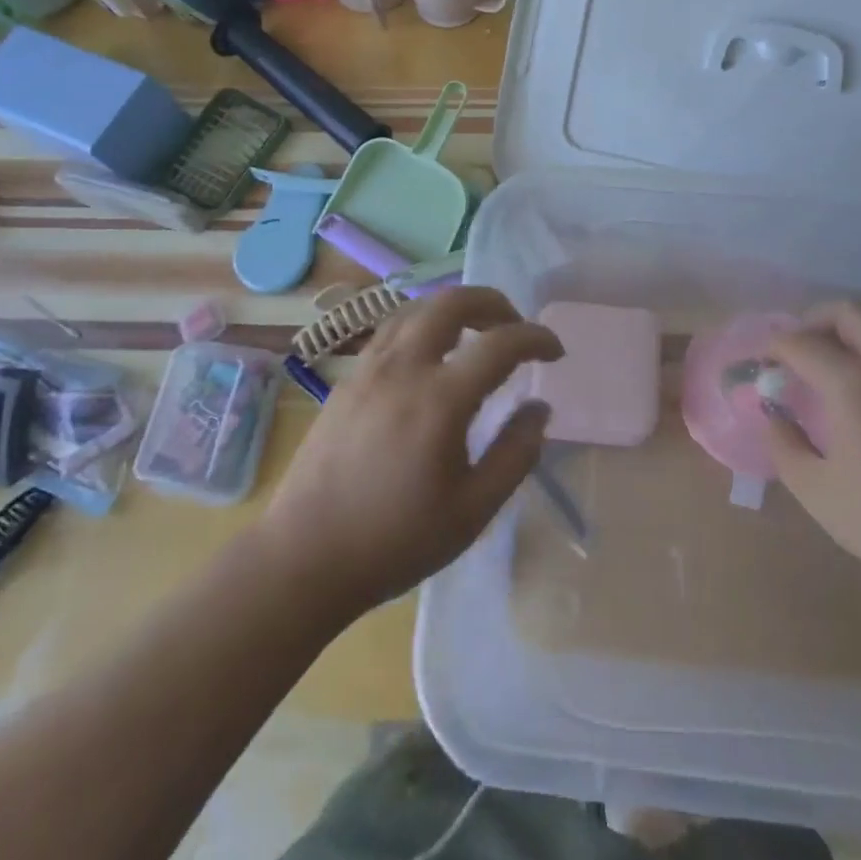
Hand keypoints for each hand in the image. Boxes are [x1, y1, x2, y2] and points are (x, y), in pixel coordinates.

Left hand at [259, 286, 562, 616]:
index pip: (500, 343)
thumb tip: (540, 408)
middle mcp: (404, 367)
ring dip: (456, 308)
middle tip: (515, 328)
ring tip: (477, 333)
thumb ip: (515, 454)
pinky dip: (424, 323)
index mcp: (440, 399)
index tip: (556, 352)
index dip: (536, 338)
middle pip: (453, 302)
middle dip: (494, 303)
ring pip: (418, 308)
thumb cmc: (395, 540)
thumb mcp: (473, 511)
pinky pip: (392, 328)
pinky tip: (431, 353)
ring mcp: (370, 368)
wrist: (304, 557)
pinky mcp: (349, 379)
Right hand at [763, 302, 860, 607]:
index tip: (762, 362)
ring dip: (856, 330)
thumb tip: (774, 417)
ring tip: (840, 358)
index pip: (802, 343)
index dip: (775, 346)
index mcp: (854, 385)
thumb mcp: (820, 495)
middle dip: (816, 319)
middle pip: (850, 312)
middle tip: (800, 346)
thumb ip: (786, 449)